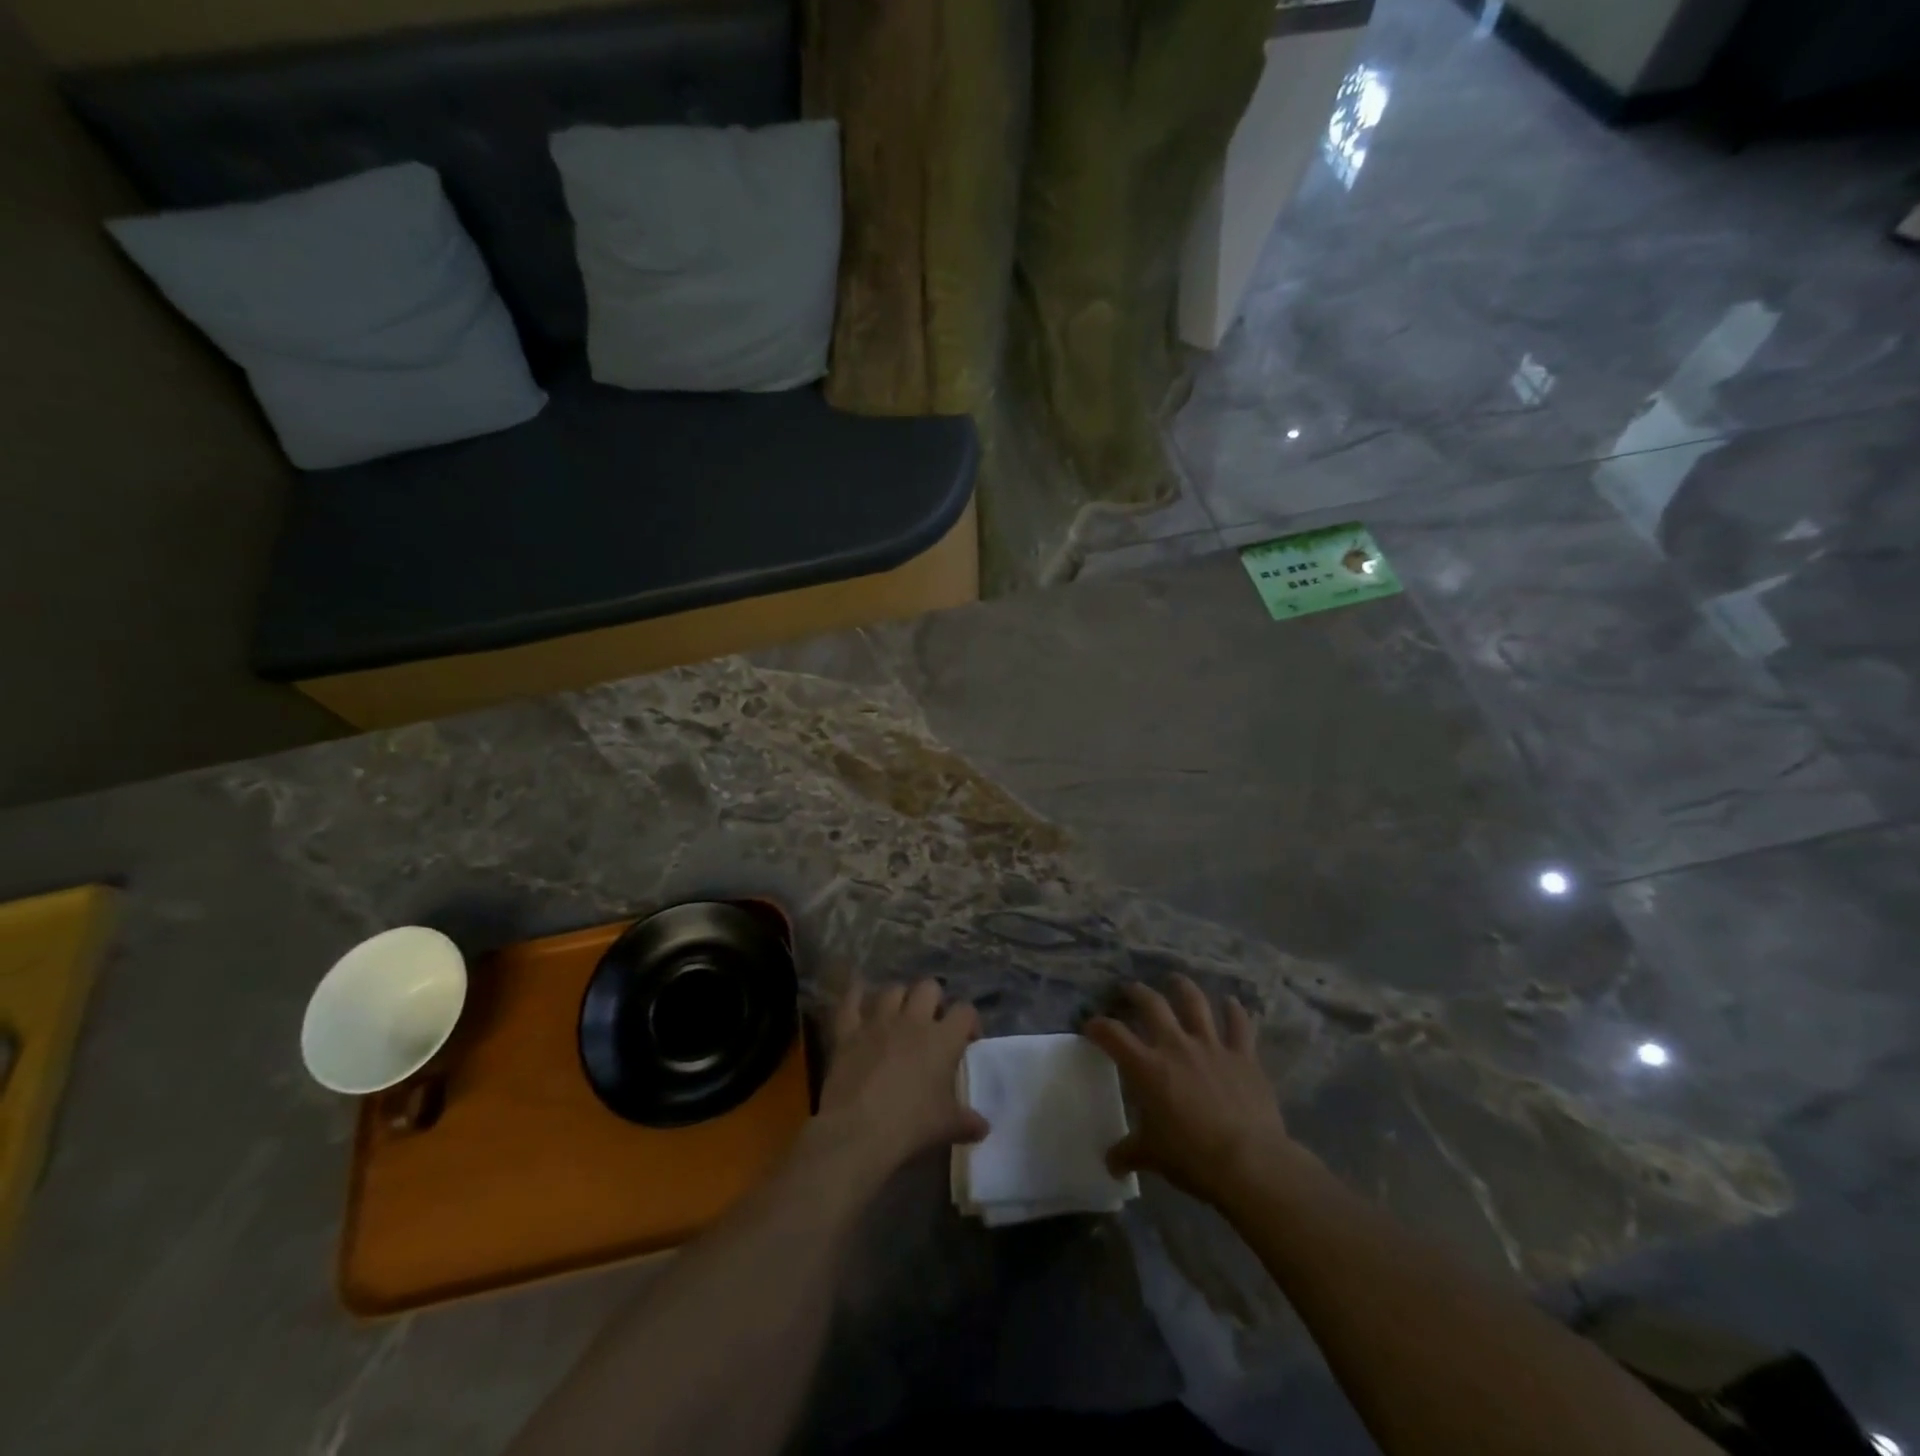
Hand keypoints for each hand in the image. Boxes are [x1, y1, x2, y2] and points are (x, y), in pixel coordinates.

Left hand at [807, 978, 987, 1188]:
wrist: (859, 1131)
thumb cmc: (911, 1125)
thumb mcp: (947, 1126)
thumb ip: (968, 1122)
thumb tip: (983, 1128)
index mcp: (942, 1039)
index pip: (965, 1011)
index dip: (969, 1021)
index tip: (967, 1039)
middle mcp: (912, 1020)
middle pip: (929, 987)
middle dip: (933, 1000)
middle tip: (932, 1022)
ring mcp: (878, 1021)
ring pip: (892, 990)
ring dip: (899, 998)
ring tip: (899, 1014)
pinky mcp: (849, 1031)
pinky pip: (850, 1001)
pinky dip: (855, 995)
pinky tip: (858, 994)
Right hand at [1085, 976, 1300, 1206]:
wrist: (1249, 1163)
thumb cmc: (1192, 1157)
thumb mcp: (1152, 1157)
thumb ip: (1129, 1152)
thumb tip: (1109, 1163)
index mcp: (1147, 1067)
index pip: (1112, 1035)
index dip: (1098, 1026)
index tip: (1091, 1026)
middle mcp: (1176, 1046)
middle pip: (1152, 1004)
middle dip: (1137, 992)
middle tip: (1130, 989)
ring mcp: (1212, 1046)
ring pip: (1195, 1003)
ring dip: (1183, 987)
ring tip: (1176, 979)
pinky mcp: (1244, 1056)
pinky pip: (1240, 1025)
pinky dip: (1235, 1011)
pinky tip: (1232, 1002)